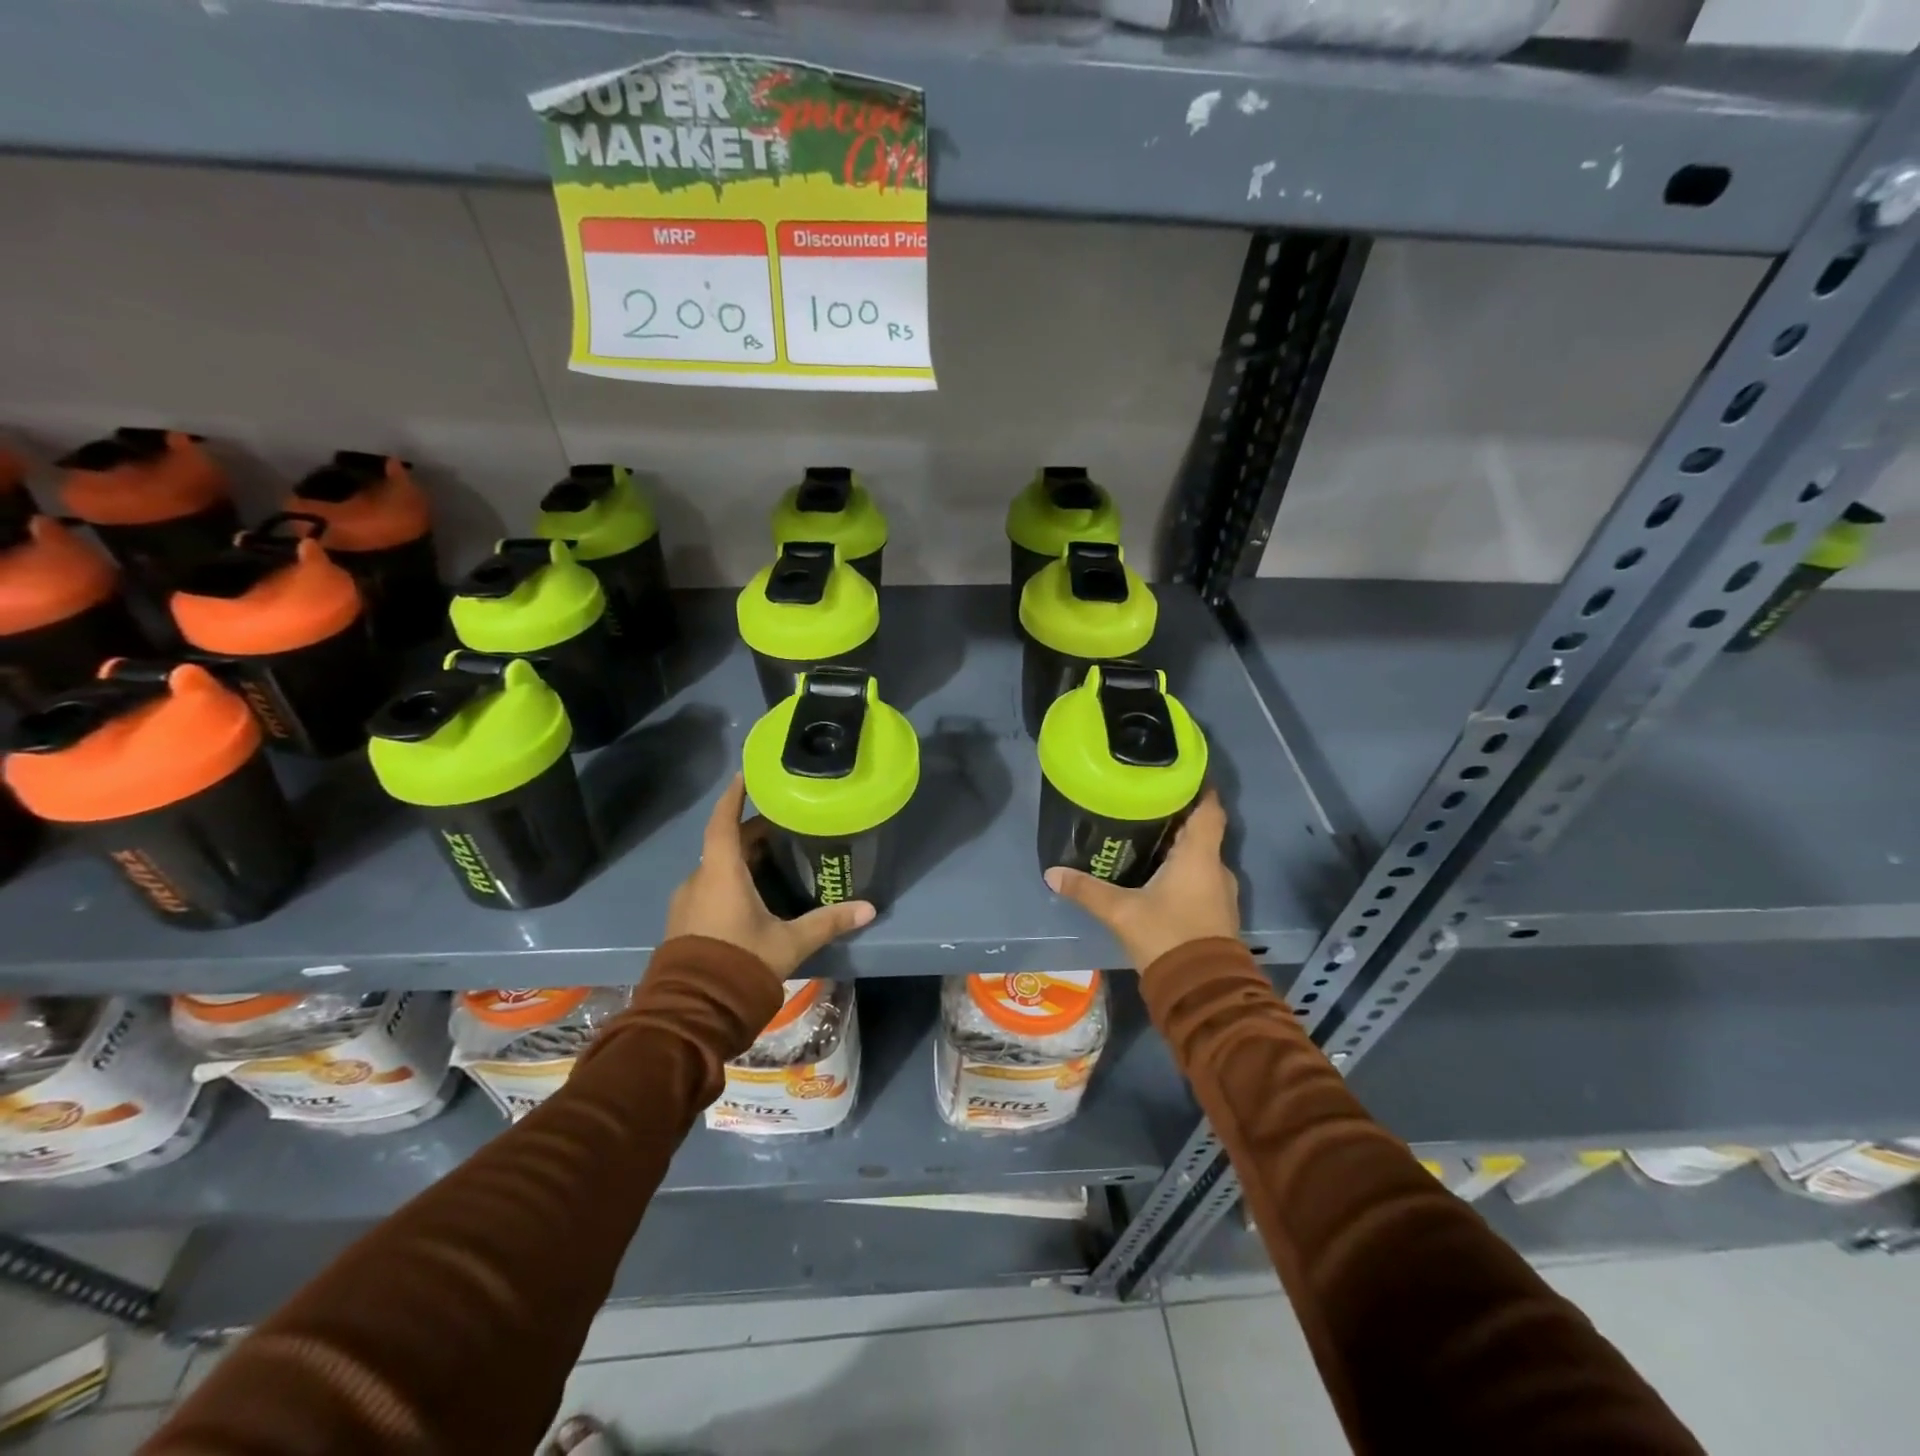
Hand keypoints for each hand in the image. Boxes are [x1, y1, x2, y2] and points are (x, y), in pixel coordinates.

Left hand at [665, 774, 875, 979]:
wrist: (692, 1012)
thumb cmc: (740, 963)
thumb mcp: (790, 942)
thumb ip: (827, 922)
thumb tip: (869, 908)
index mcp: (721, 873)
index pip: (724, 822)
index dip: (735, 796)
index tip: (746, 774)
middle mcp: (699, 879)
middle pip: (724, 844)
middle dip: (751, 832)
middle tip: (783, 825)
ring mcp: (687, 902)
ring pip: (716, 867)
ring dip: (741, 859)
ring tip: (774, 858)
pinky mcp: (684, 923)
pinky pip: (709, 887)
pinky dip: (730, 880)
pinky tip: (753, 894)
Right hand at [1044, 789, 1239, 974]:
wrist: (1202, 989)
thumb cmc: (1167, 936)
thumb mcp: (1121, 911)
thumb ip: (1087, 890)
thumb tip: (1052, 873)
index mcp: (1199, 855)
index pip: (1209, 809)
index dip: (1198, 789)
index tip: (1179, 775)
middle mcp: (1216, 867)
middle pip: (1202, 831)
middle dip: (1177, 818)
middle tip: (1145, 805)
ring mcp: (1220, 893)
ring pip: (1200, 857)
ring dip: (1179, 847)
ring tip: (1146, 838)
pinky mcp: (1217, 914)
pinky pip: (1201, 879)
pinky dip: (1183, 871)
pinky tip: (1157, 876)